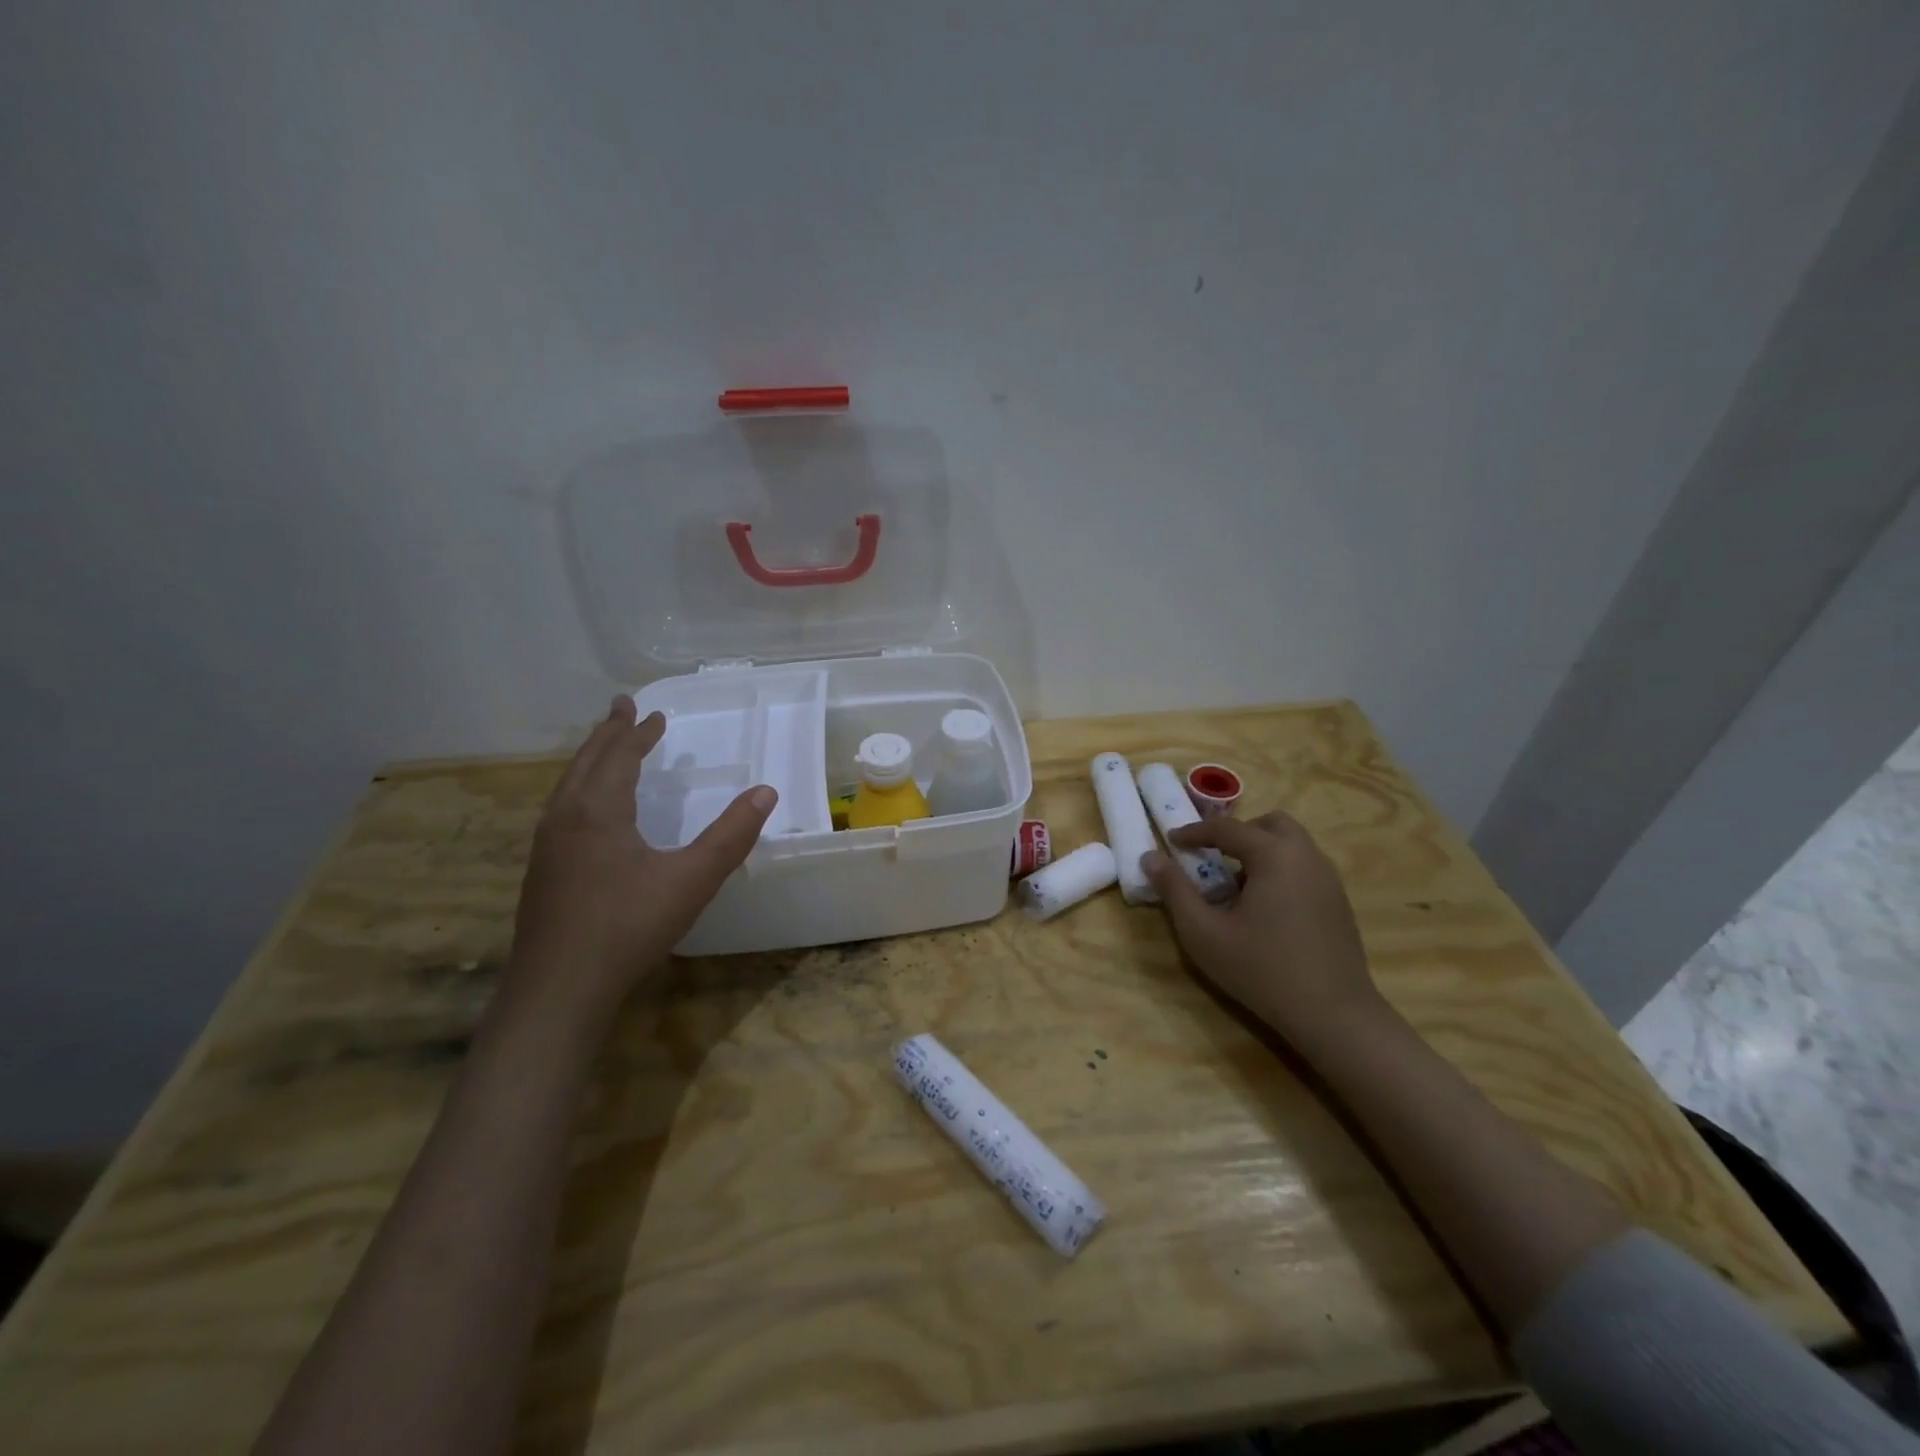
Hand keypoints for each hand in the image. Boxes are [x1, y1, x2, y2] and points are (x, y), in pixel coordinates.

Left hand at [505, 696, 776, 1023]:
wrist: (559, 988)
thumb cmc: (628, 926)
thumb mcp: (692, 880)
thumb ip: (731, 835)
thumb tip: (766, 792)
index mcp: (598, 811)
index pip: (619, 756)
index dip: (638, 734)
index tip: (655, 714)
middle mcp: (565, 818)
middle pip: (586, 762)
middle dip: (607, 734)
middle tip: (621, 709)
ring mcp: (547, 847)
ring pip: (568, 786)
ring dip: (590, 760)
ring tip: (605, 749)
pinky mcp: (541, 872)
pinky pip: (561, 810)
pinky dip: (579, 789)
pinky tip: (587, 811)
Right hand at [1142, 811, 1383, 1047]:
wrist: (1334, 1015)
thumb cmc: (1261, 970)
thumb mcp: (1203, 933)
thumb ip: (1174, 890)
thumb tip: (1150, 857)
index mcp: (1274, 855)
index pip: (1227, 828)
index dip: (1194, 832)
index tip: (1171, 841)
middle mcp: (1306, 856)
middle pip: (1270, 824)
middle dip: (1237, 833)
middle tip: (1212, 857)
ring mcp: (1328, 879)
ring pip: (1291, 844)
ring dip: (1260, 851)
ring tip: (1236, 886)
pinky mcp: (1339, 902)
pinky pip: (1304, 867)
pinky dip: (1280, 870)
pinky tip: (1264, 908)